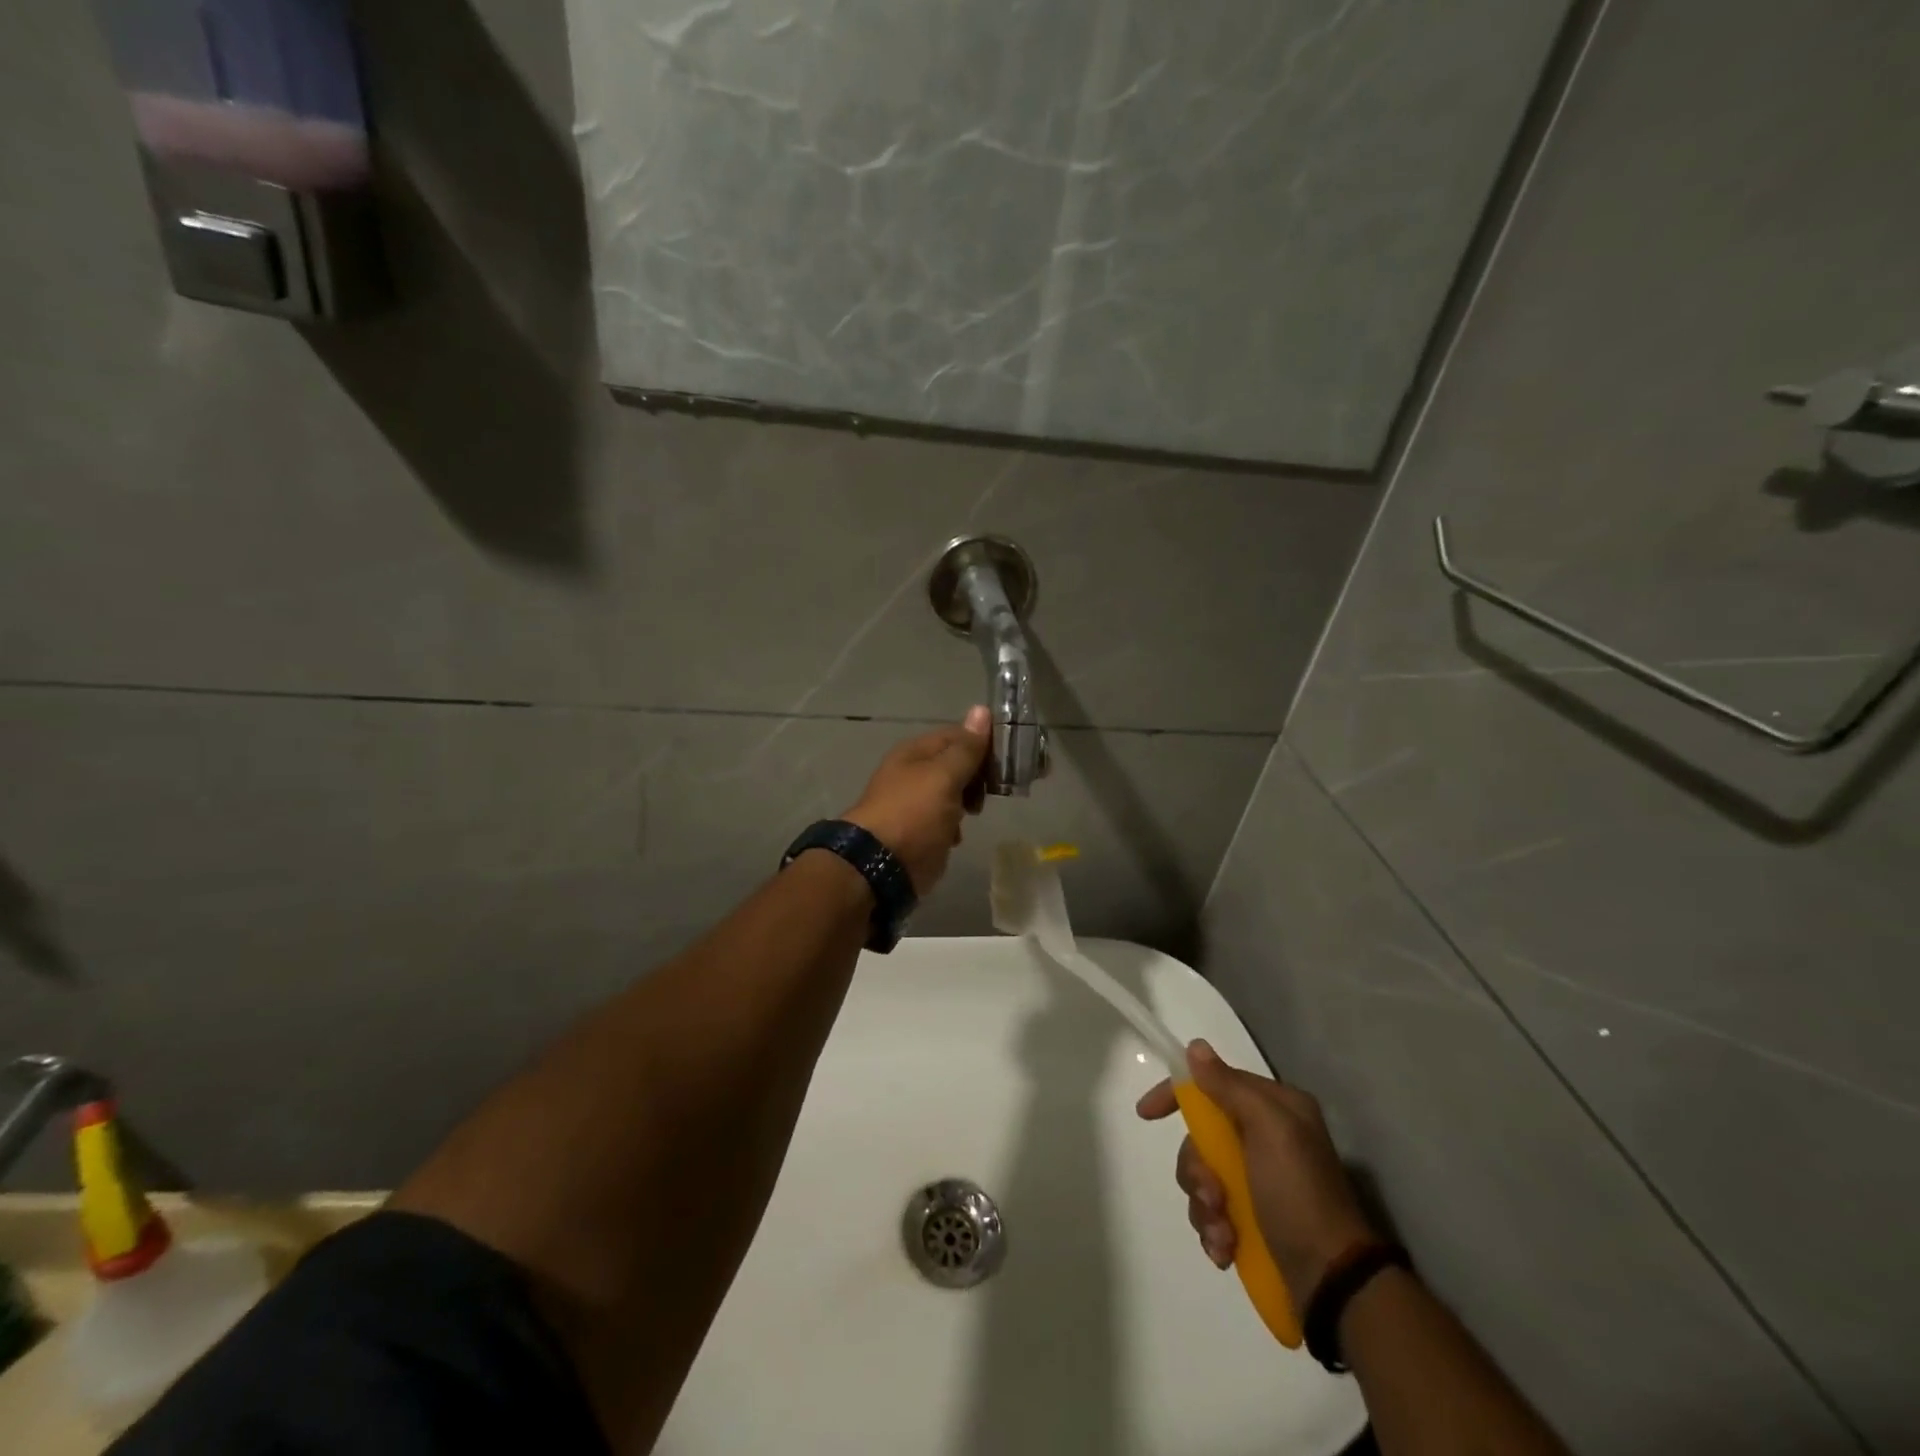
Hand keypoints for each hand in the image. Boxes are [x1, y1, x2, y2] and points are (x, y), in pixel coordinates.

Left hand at [843, 707, 990, 895]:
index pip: (958, 735)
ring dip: (969, 800)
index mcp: (916, 752)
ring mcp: (916, 803)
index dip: (984, 742)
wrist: (879, 867)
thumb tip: (981, 709)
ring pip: (953, 792)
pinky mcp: (920, 831)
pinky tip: (958, 834)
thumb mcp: (944, 776)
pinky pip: (945, 819)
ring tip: (978, 811)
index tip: (1010, 758)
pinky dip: (955, 825)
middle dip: (979, 773)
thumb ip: (966, 748)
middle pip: (956, 763)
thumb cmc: (914, 814)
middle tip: (1000, 787)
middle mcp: (914, 772)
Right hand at [1137, 1040, 1375, 1316]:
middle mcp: (1266, 1138)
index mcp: (1275, 1108)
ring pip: (1202, 1177)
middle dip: (1196, 1170)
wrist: (1334, 1282)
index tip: (1146, 1114)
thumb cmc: (1299, 1194)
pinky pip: (1212, 1212)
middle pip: (1201, 1137)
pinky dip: (1213, 1230)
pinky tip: (1225, 1250)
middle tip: (1212, 1196)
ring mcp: (1258, 1180)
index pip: (1213, 1084)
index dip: (1176, 1094)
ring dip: (1203, 1206)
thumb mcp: (1268, 1130)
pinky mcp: (1253, 1219)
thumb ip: (1228, 1087)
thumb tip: (1195, 1047)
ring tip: (1223, 1234)